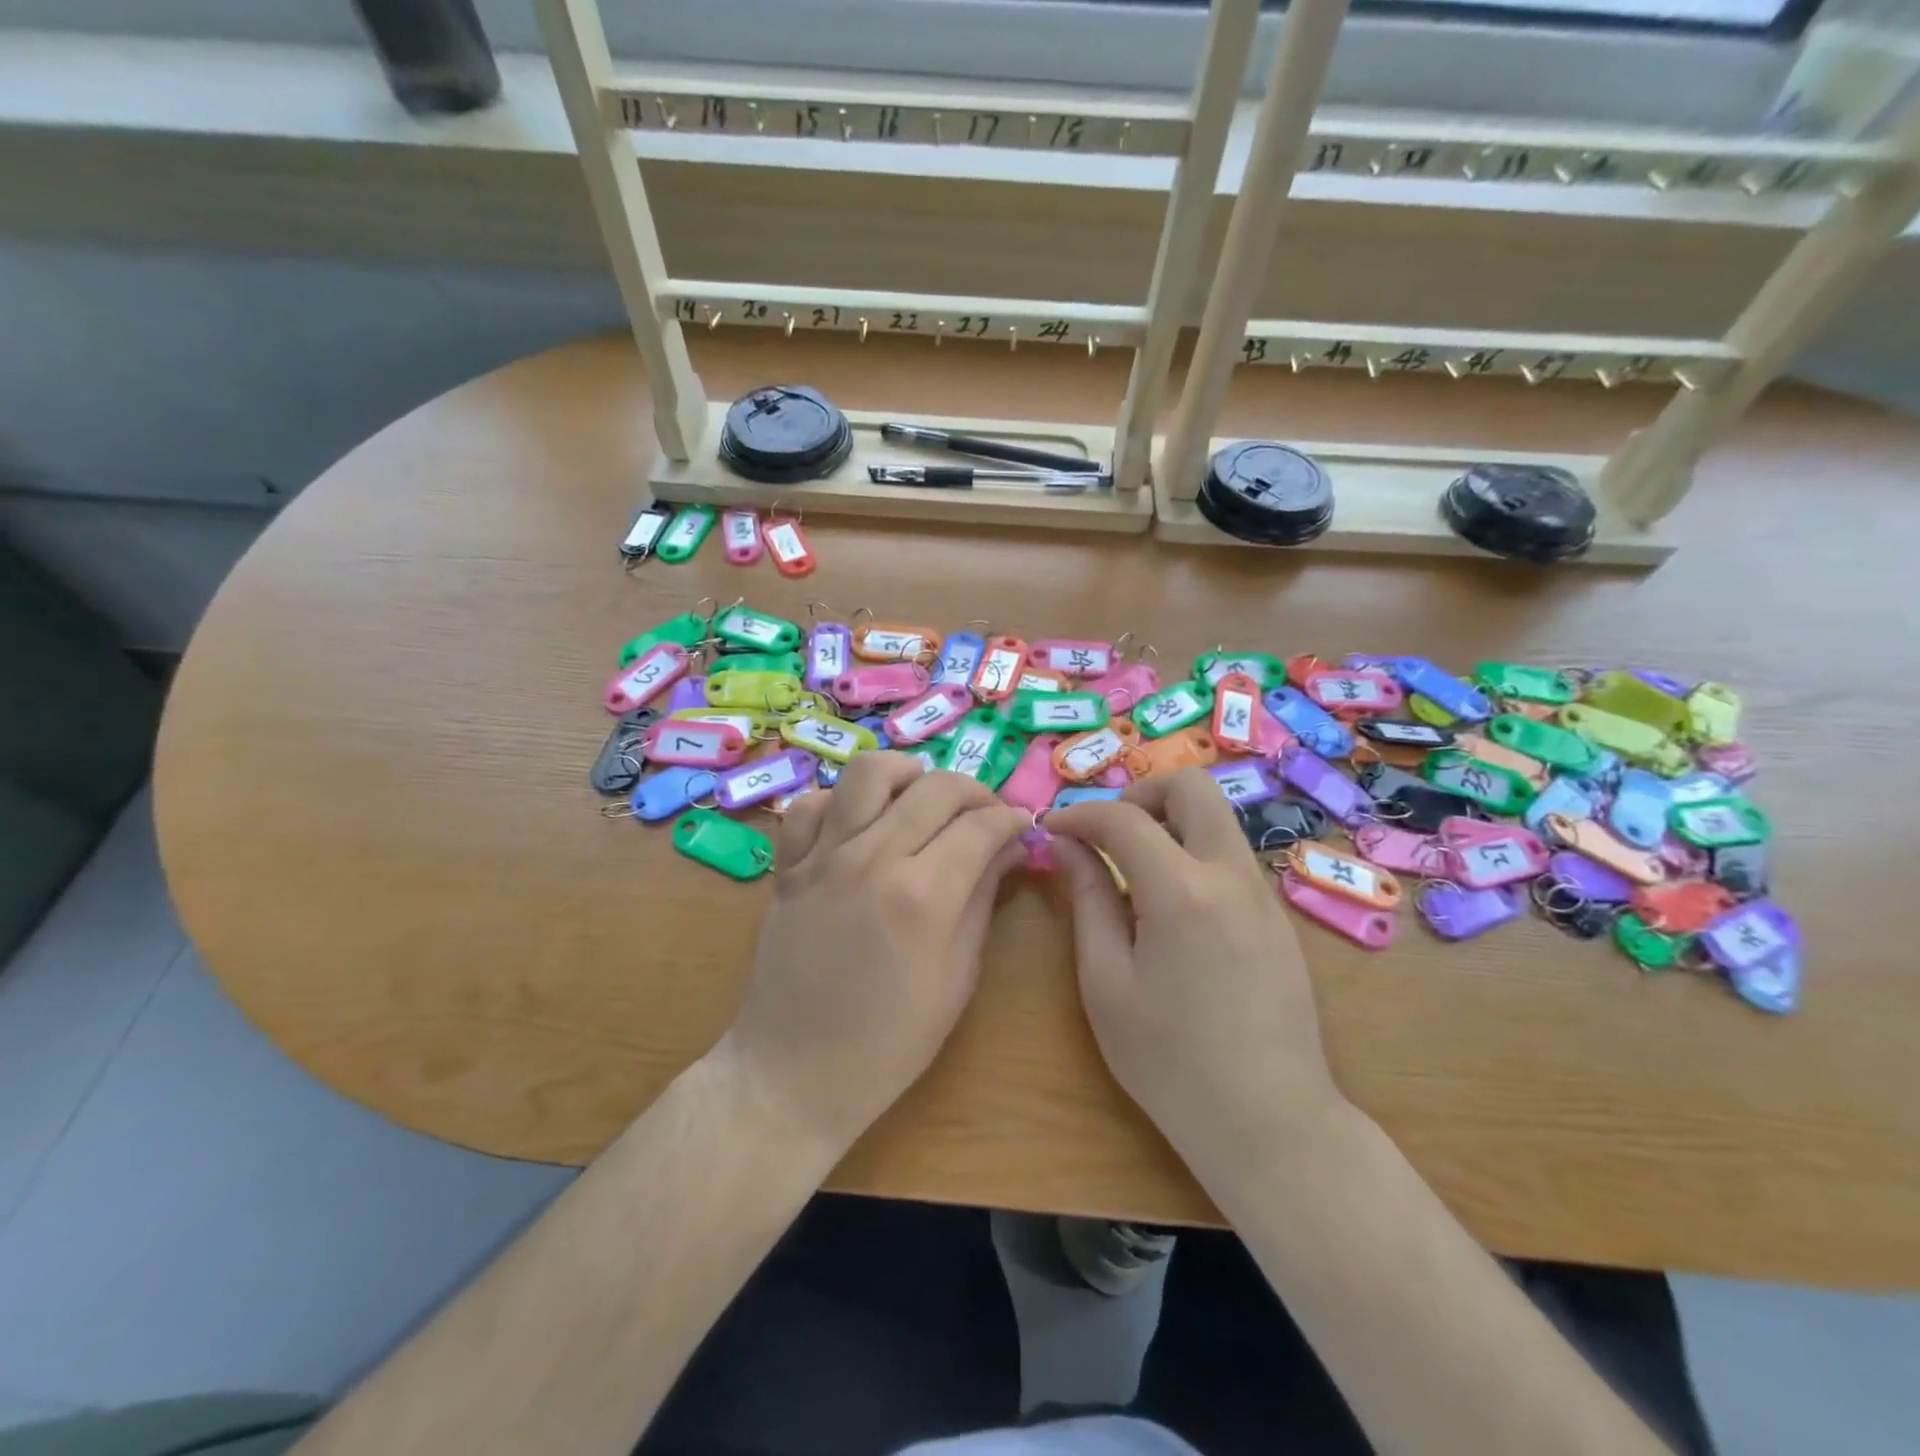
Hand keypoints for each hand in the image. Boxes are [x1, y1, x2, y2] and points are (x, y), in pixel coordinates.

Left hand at [715, 752, 1029, 1154]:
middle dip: (975, 792)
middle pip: (935, 787)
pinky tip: (860, 825)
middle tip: (986, 816)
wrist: (795, 1073)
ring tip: (922, 800)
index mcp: (922, 896)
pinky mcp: (787, 866)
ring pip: (868, 772)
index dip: (1012, 819)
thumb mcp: (957, 977)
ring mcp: (822, 857)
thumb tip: (1010, 847)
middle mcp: (872, 860)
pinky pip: (811, 804)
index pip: (981, 826)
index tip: (1022, 827)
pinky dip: (841, 801)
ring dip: (908, 775)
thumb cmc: (890, 1042)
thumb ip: (983, 899)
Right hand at [1046, 769, 1344, 1174]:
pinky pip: (1231, 857)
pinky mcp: (1279, 918)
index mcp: (1182, 890)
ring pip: (1216, 819)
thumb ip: (1087, 899)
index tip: (1052, 829)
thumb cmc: (1170, 1060)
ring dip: (1169, 821)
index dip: (1080, 814)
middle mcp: (1232, 875)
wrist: (1270, 1123)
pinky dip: (1193, 852)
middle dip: (1141, 792)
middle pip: (1193, 787)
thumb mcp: (1107, 982)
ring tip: (1131, 867)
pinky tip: (1170, 905)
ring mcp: (1264, 895)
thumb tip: (1067, 845)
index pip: (1124, 818)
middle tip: (1106, 831)